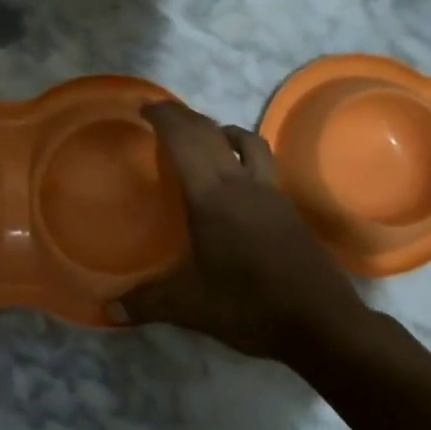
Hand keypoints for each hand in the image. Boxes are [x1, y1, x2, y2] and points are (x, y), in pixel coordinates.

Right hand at [115, 101, 366, 362]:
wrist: (322, 323)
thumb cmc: (250, 306)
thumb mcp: (190, 307)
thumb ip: (147, 302)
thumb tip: (108, 309)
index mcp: (213, 197)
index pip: (186, 141)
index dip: (166, 118)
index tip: (146, 106)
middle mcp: (243, 184)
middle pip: (213, 133)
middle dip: (186, 117)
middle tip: (163, 115)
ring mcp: (271, 194)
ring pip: (248, 142)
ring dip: (221, 131)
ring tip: (204, 141)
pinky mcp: (289, 209)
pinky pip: (261, 164)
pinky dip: (241, 156)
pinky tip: (234, 183)